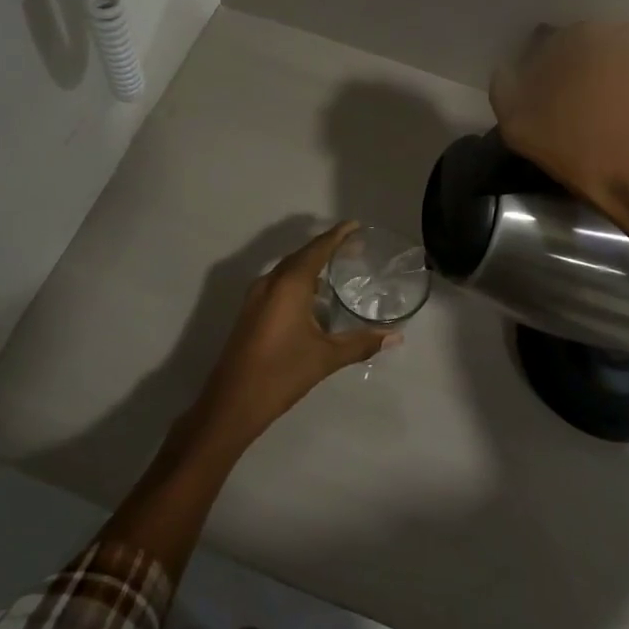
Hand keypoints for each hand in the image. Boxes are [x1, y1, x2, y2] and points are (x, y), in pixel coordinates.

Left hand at [194, 223, 400, 445]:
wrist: (232, 402)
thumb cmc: (282, 373)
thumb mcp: (326, 357)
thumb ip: (361, 343)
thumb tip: (395, 336)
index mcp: (289, 284)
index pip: (317, 249)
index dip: (337, 235)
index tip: (356, 225)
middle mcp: (270, 282)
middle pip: (302, 255)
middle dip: (327, 248)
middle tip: (355, 248)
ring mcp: (256, 297)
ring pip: (288, 270)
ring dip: (311, 264)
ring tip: (337, 269)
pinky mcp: (251, 311)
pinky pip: (279, 284)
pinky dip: (299, 281)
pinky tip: (314, 298)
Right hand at [490, 22, 628, 252]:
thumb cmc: (583, 154)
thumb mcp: (519, 128)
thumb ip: (505, 88)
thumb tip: (509, 70)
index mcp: (579, 36)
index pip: (548, 43)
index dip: (541, 71)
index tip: (542, 98)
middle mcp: (621, 29)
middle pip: (588, 46)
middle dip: (579, 70)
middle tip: (575, 107)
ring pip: (621, 56)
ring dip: (611, 75)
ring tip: (609, 112)